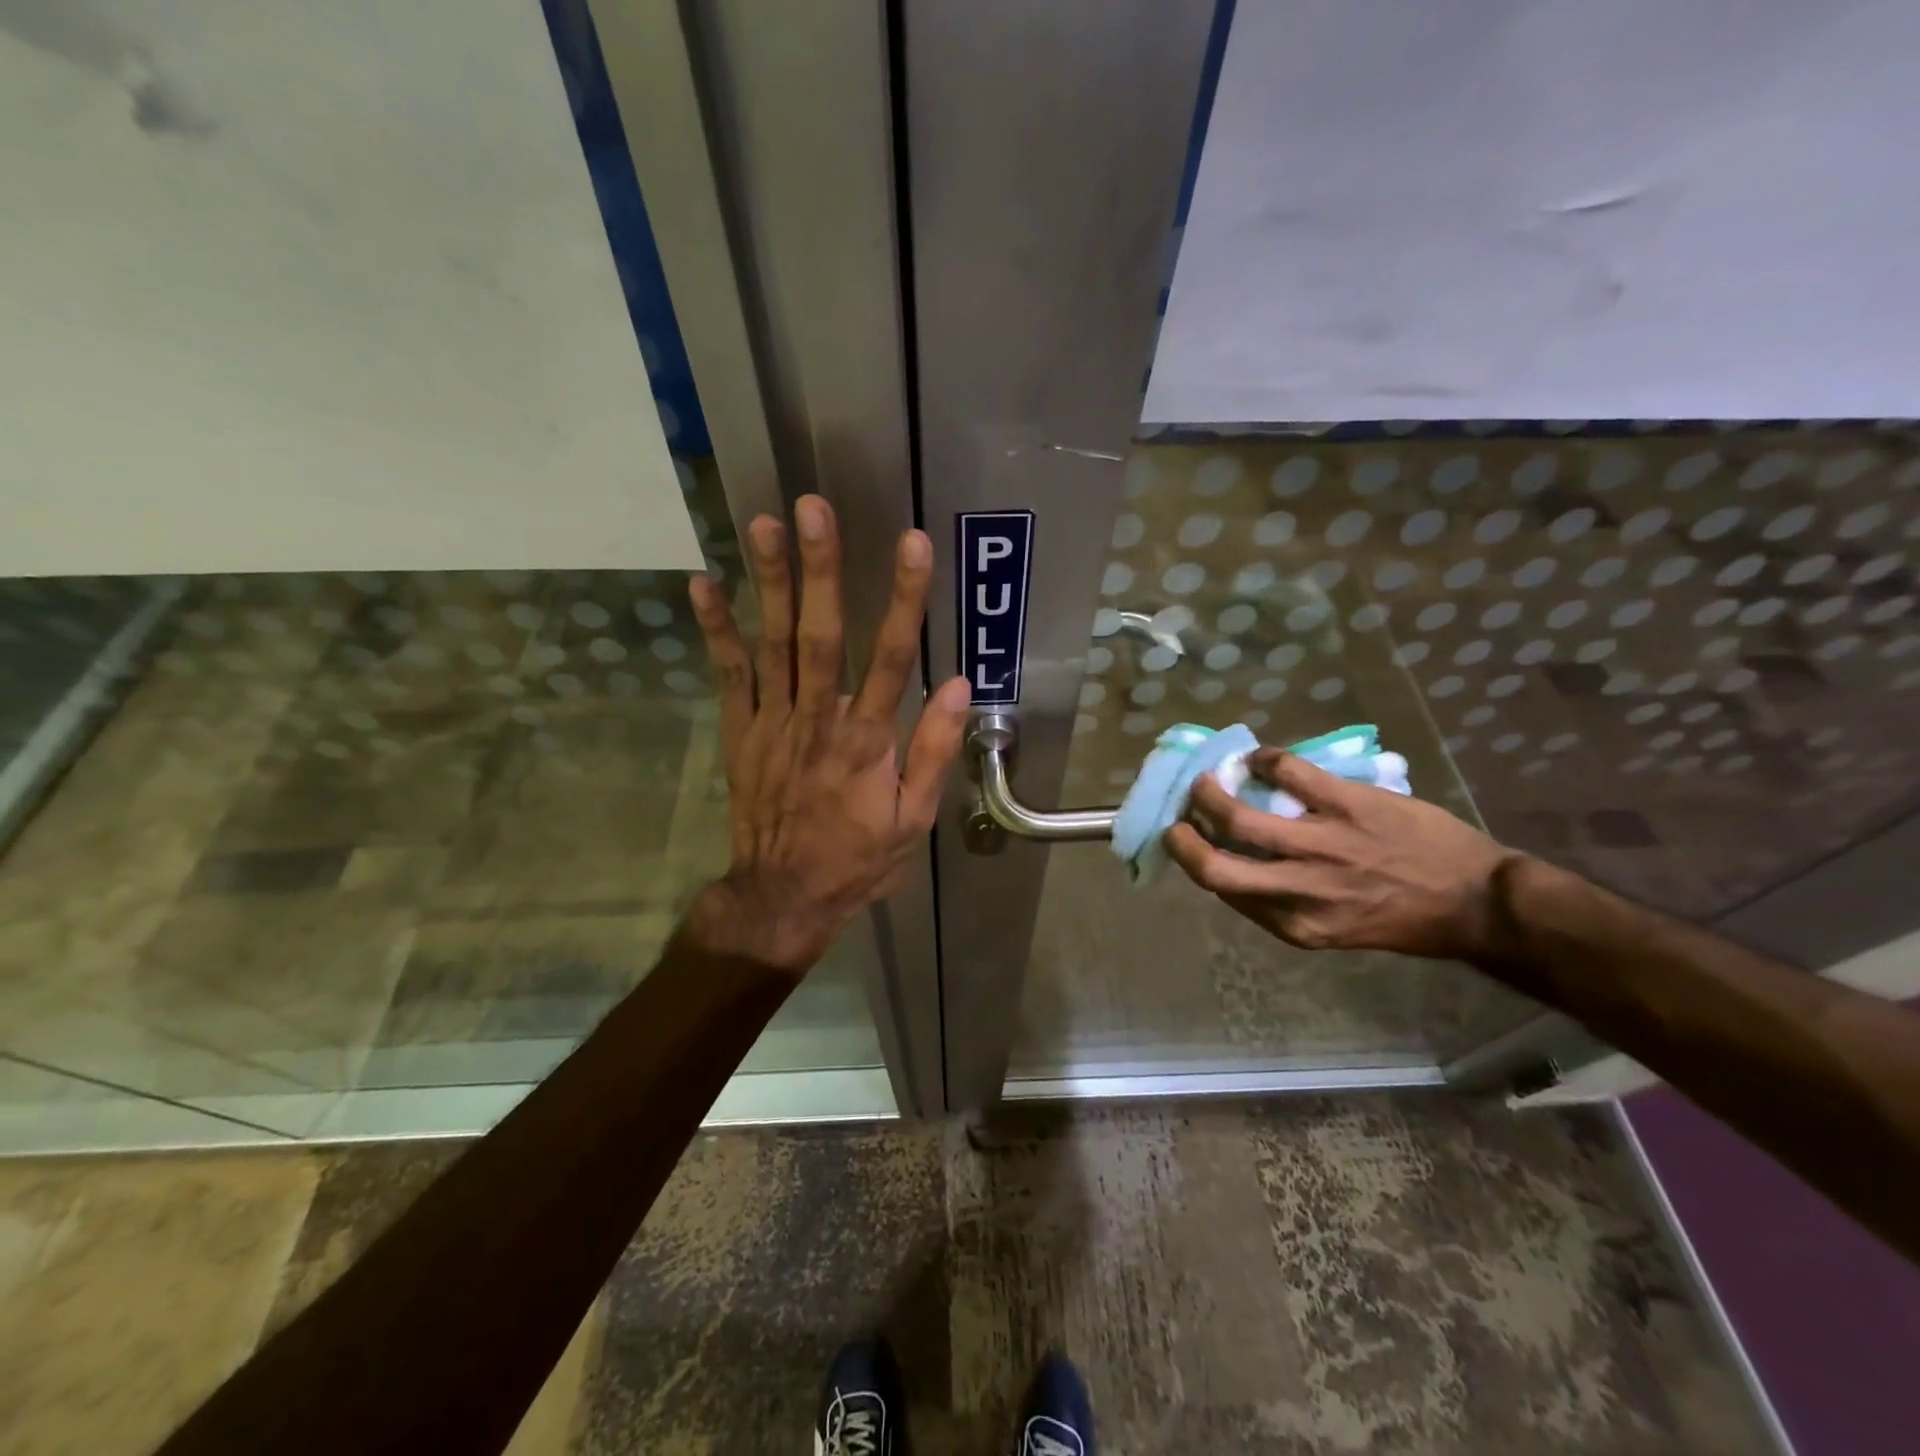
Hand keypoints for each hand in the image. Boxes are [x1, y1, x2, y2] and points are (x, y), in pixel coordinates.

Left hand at [683, 495, 971, 974]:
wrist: (782, 896)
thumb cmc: (856, 858)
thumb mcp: (913, 819)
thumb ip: (934, 751)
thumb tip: (960, 685)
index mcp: (867, 743)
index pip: (890, 659)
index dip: (902, 599)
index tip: (912, 545)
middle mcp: (817, 721)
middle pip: (820, 636)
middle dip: (819, 569)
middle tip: (814, 508)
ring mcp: (772, 723)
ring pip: (772, 644)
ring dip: (768, 582)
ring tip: (765, 523)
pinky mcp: (741, 731)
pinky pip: (728, 675)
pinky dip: (716, 629)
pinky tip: (704, 583)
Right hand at [1164, 749, 1520, 961]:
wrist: (1478, 902)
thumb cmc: (1404, 920)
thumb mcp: (1336, 928)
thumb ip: (1286, 904)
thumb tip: (1243, 867)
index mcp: (1295, 924)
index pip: (1224, 893)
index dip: (1199, 865)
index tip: (1192, 846)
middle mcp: (1299, 890)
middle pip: (1213, 867)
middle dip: (1182, 841)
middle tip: (1177, 821)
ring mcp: (1322, 845)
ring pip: (1238, 817)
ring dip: (1210, 794)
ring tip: (1207, 781)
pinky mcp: (1347, 804)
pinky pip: (1289, 772)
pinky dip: (1266, 760)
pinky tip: (1262, 759)